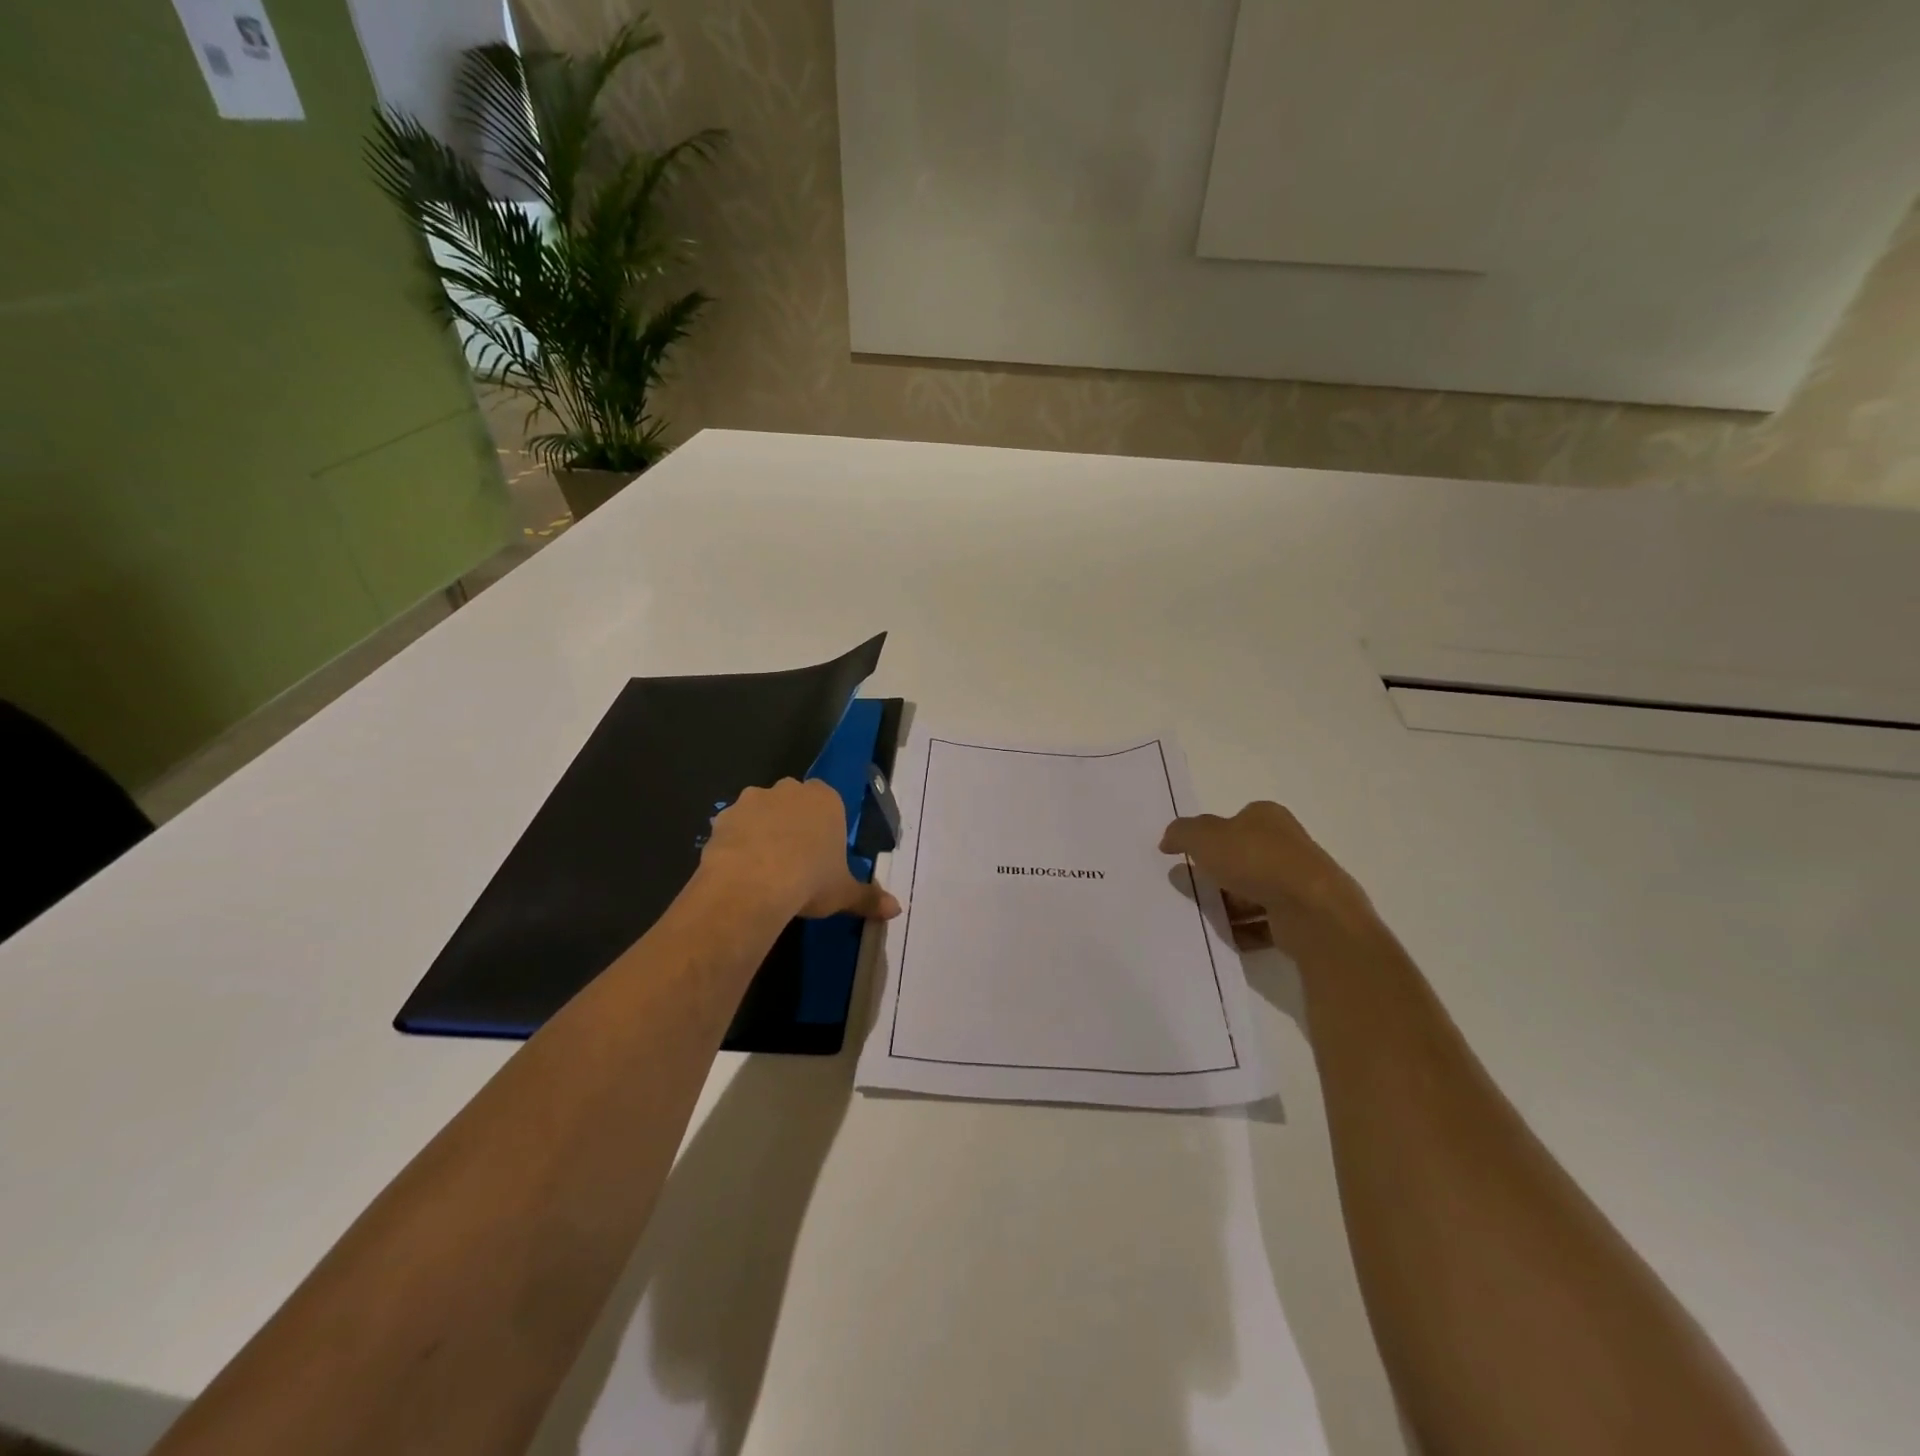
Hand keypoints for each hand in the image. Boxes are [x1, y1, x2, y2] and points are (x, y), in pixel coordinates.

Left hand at [699, 778, 901, 920]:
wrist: (753, 884)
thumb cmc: (810, 881)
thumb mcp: (844, 893)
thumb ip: (868, 898)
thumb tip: (896, 910)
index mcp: (826, 800)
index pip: (829, 802)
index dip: (824, 826)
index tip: (821, 852)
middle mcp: (790, 790)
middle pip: (793, 801)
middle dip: (792, 822)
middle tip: (793, 859)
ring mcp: (753, 799)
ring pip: (760, 810)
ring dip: (761, 829)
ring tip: (762, 866)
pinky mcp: (723, 816)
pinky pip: (732, 826)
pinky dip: (734, 842)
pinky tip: (737, 869)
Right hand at [1160, 801, 1374, 947]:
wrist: (1311, 911)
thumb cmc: (1256, 861)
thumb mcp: (1204, 837)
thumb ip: (1182, 833)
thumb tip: (1168, 840)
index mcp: (1267, 817)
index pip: (1233, 821)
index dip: (1209, 838)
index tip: (1189, 857)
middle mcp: (1287, 844)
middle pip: (1242, 857)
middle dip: (1217, 874)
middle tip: (1193, 888)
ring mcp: (1298, 881)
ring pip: (1253, 891)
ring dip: (1230, 904)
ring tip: (1207, 917)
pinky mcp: (1303, 914)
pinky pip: (1266, 920)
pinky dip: (1246, 929)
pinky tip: (1229, 935)